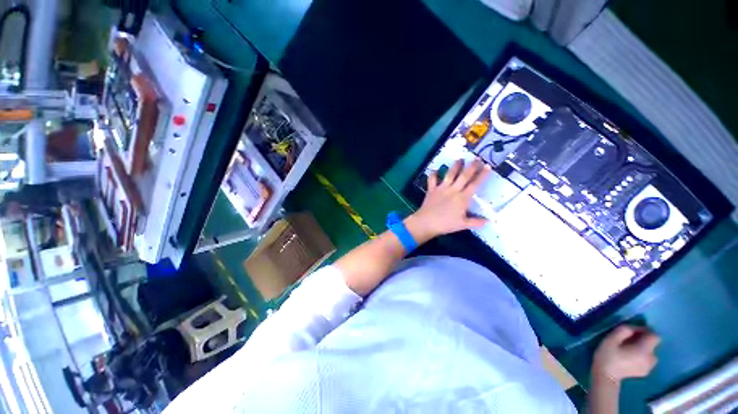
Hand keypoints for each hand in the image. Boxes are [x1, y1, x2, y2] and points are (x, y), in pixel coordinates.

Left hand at [405, 159, 490, 242]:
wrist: (426, 222)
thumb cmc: (445, 224)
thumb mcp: (462, 225)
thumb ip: (476, 222)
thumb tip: (488, 221)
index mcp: (462, 198)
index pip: (475, 184)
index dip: (482, 175)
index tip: (488, 166)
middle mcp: (453, 190)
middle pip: (464, 176)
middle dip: (472, 166)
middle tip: (477, 158)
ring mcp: (441, 188)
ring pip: (449, 174)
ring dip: (455, 166)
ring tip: (460, 159)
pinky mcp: (431, 189)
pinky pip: (432, 179)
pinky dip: (433, 173)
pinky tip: (435, 169)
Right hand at [592, 325, 659, 382]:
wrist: (606, 377)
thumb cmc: (607, 356)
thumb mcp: (611, 339)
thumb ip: (624, 330)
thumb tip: (633, 328)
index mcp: (644, 351)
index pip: (655, 336)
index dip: (646, 331)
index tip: (633, 331)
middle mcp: (651, 359)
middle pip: (652, 344)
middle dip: (642, 340)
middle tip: (627, 341)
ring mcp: (650, 367)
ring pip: (650, 352)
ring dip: (642, 348)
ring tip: (628, 350)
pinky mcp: (646, 372)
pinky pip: (647, 359)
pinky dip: (641, 356)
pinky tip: (629, 358)